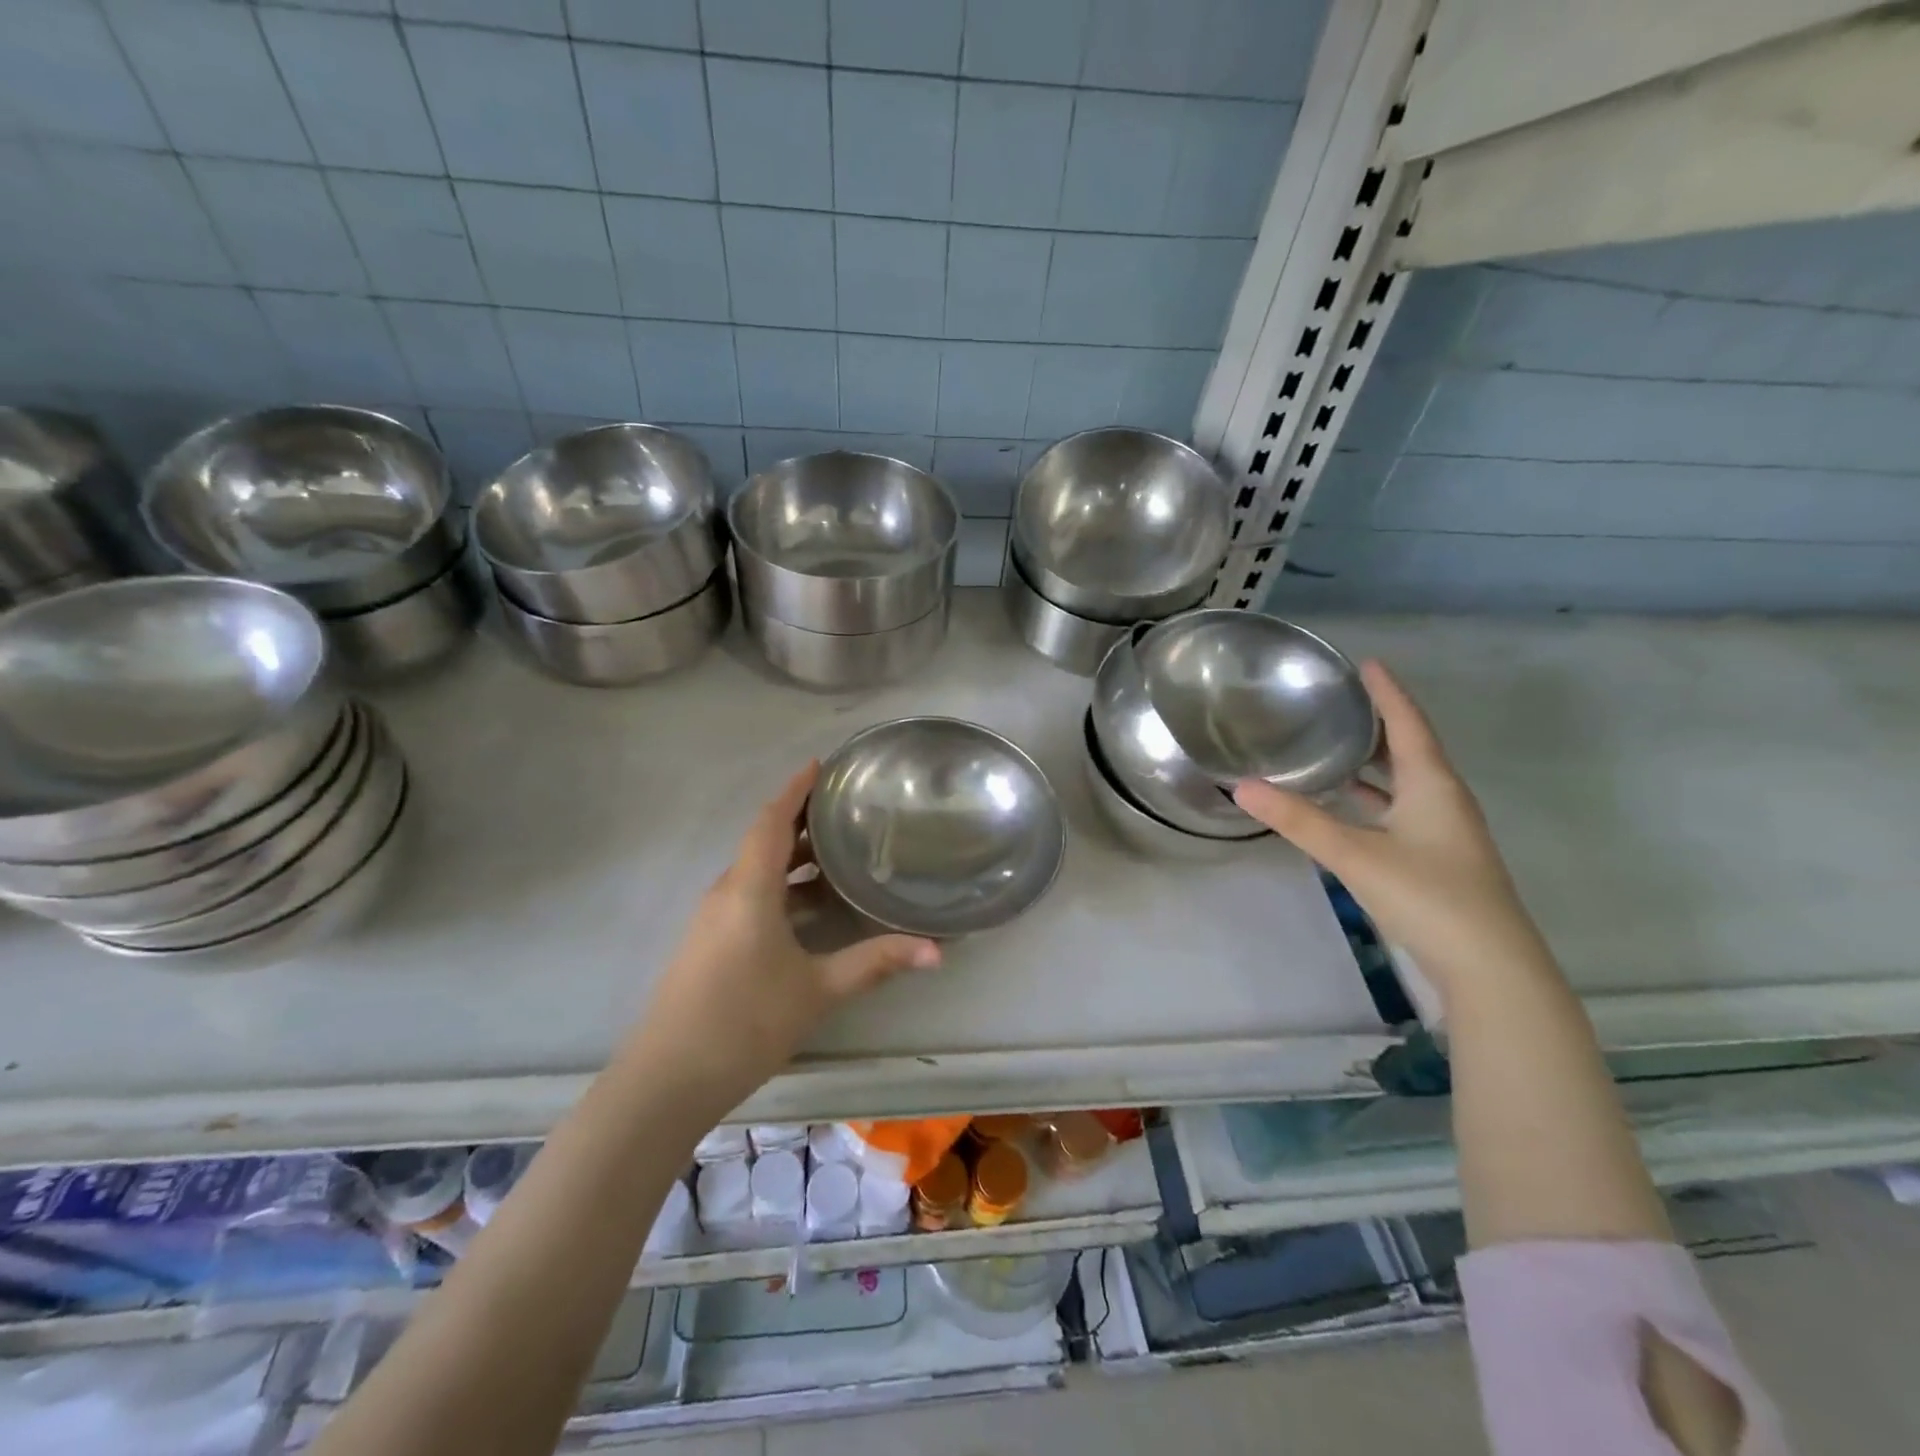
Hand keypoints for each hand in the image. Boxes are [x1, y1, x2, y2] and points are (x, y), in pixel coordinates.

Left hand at [628, 763, 941, 1103]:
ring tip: (839, 851)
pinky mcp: (709, 942)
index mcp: (749, 888)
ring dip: (793, 855)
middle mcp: (727, 892)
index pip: (772, 820)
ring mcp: (713, 918)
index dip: (795, 789)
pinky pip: (749, 894)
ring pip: (757, 869)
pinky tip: (809, 905)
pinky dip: (781, 884)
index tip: (821, 764)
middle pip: (765, 840)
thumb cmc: (744, 1022)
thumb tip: (936, 951)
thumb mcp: (818, 990)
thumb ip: (875, 963)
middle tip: (847, 808)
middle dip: (802, 820)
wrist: (667, 1079)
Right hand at [1233, 661, 1546, 994]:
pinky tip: (1347, 807)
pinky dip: (1374, 799)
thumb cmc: (1428, 897)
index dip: (1388, 693)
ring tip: (1335, 747)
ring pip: (1406, 783)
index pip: (1408, 724)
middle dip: (1377, 724)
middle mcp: (1443, 800)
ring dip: (1374, 763)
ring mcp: (1444, 832)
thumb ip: (1298, 821)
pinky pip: (1401, 811)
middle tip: (1339, 703)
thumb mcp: (1355, 855)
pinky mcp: (1437, 859)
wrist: (1490, 968)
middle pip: (1410, 749)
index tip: (1367, 663)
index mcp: (1433, 785)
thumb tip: (1242, 786)